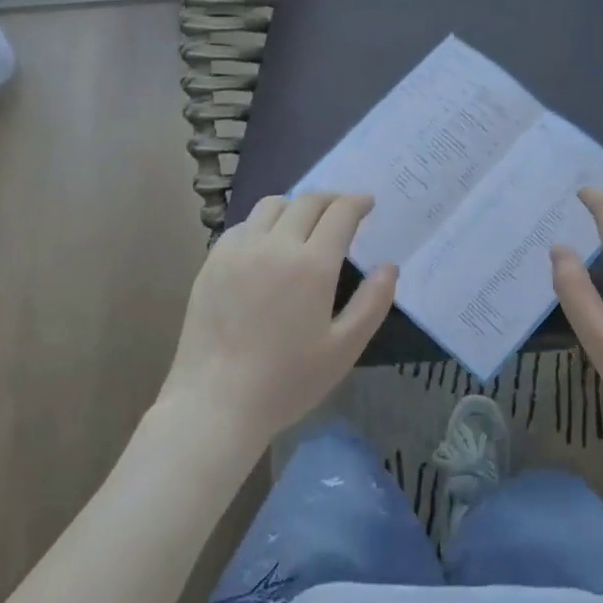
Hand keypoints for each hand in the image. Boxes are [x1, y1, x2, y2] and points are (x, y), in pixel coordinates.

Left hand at [161, 192, 396, 448]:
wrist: (215, 402)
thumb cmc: (287, 381)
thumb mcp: (344, 348)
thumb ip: (373, 302)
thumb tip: (389, 266)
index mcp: (312, 264)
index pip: (340, 213)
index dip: (357, 202)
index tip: (367, 203)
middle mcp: (275, 245)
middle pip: (307, 202)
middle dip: (331, 200)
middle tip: (342, 210)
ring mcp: (239, 250)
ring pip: (272, 205)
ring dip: (296, 206)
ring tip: (305, 222)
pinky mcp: (213, 261)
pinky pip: (243, 225)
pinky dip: (263, 223)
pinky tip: (267, 244)